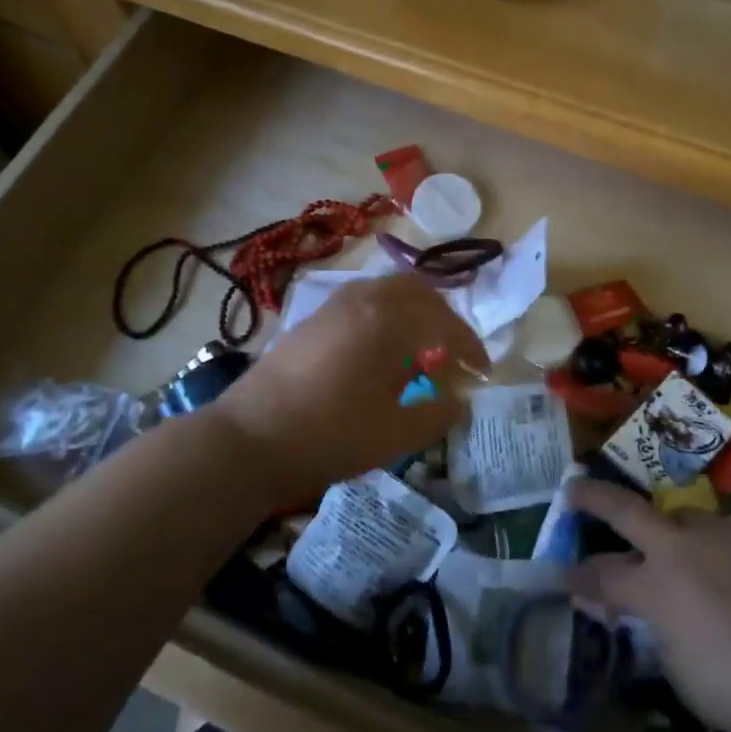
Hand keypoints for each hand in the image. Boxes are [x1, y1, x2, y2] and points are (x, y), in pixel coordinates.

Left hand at [213, 273, 489, 504]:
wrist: (248, 440)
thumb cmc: (331, 434)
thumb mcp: (397, 432)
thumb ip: (439, 413)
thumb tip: (459, 400)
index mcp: (388, 318)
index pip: (445, 322)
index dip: (470, 346)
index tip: (482, 371)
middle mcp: (362, 299)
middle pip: (416, 291)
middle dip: (442, 318)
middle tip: (452, 352)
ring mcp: (331, 306)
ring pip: (385, 293)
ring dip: (412, 314)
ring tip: (418, 351)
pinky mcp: (310, 321)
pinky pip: (361, 304)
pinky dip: (383, 319)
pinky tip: (378, 355)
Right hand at [570, 480, 730, 731]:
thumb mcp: (682, 674)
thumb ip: (654, 632)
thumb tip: (641, 612)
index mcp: (656, 586)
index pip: (599, 575)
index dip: (576, 577)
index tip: (562, 576)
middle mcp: (684, 546)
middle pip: (625, 508)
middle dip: (592, 497)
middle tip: (574, 490)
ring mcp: (728, 531)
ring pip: (686, 520)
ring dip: (675, 537)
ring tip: (690, 562)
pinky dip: (727, 552)